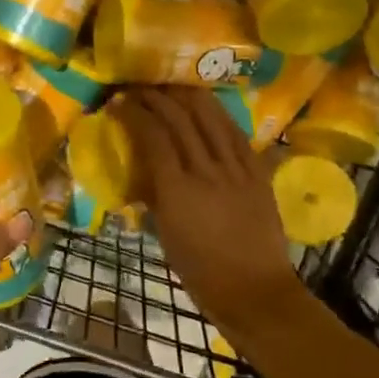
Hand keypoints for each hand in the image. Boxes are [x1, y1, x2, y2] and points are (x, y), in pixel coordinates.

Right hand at [112, 88, 306, 340]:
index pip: (152, 136)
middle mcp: (207, 170)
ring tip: (173, 86)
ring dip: (189, 96)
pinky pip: (237, 133)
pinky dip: (219, 115)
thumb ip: (155, 196)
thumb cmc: (200, 271)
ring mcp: (237, 168)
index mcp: (177, 189)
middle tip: (141, 89)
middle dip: (157, 97)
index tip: (120, 103)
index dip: (134, 113)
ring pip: (212, 116)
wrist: (254, 291)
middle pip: (181, 117)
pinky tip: (208, 107)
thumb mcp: (165, 234)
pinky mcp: (258, 172)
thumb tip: (144, 172)